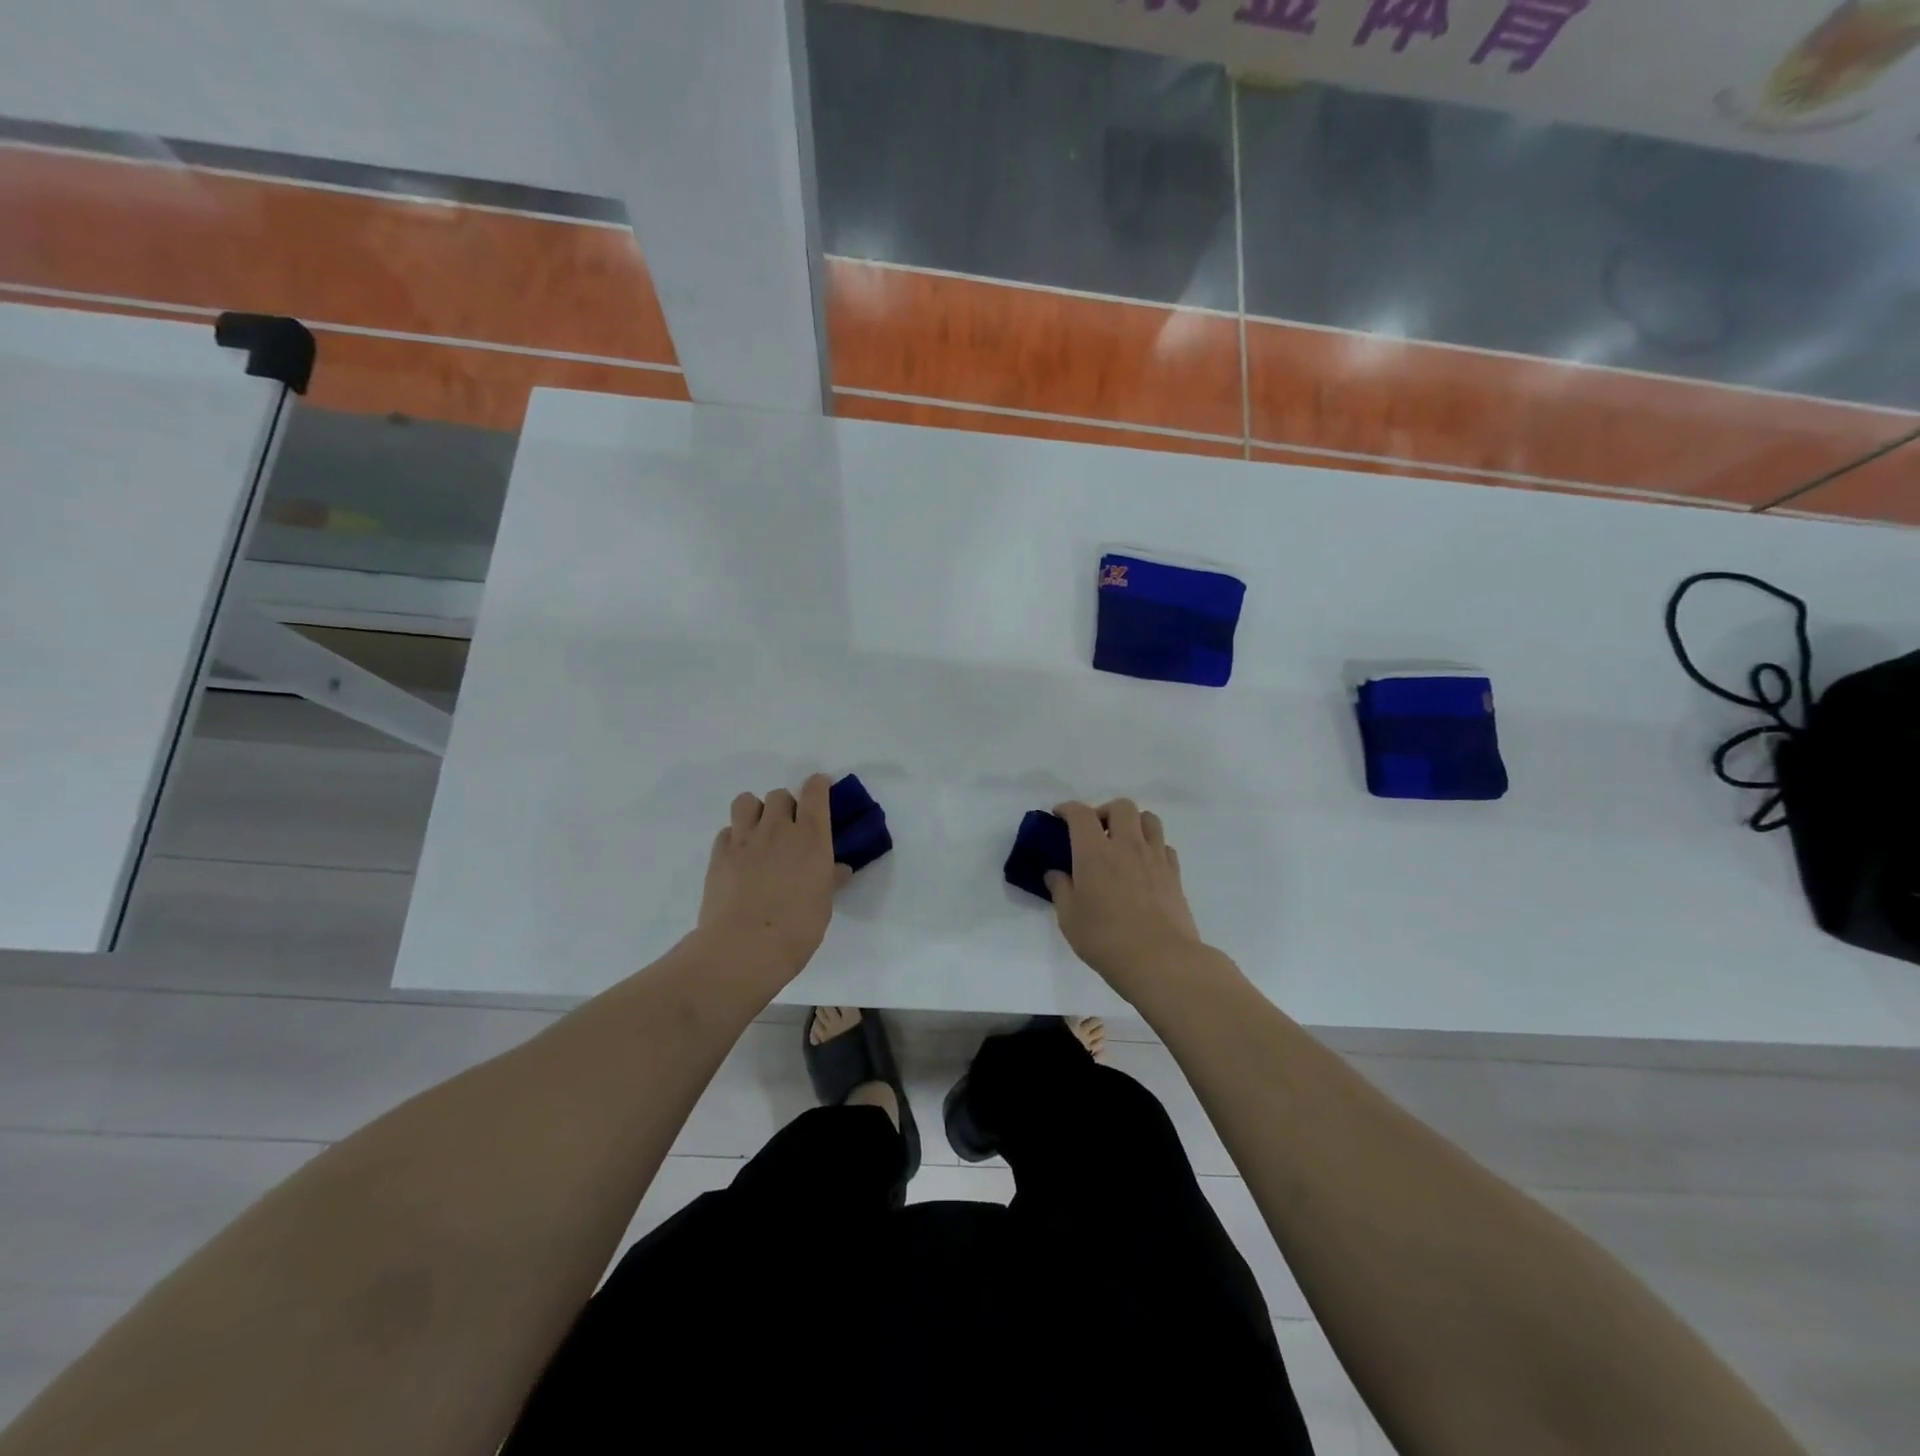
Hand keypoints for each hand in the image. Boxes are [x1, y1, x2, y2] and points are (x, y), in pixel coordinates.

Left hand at [697, 774, 848, 981]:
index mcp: (811, 837)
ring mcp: (745, 839)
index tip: (820, 789)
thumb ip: (829, 879)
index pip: (815, 792)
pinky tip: (740, 858)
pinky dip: (735, 838)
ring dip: (756, 811)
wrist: (744, 948)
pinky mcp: (719, 854)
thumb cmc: (797, 929)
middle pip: (779, 795)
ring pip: (747, 801)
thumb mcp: (823, 904)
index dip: (818, 786)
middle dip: (786, 806)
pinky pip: (727, 831)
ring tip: (759, 833)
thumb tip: (838, 869)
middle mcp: (778, 828)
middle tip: (789, 829)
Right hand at [1048, 799, 1204, 990]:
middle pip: (1121, 806)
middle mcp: (1126, 845)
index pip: (1080, 814)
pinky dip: (1152, 846)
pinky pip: (1164, 845)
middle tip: (1096, 832)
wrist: (1161, 960)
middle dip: (1105, 811)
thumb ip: (1060, 890)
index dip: (1068, 808)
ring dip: (1133, 823)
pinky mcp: (1174, 873)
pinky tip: (1144, 865)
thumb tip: (1055, 874)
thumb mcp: (1069, 918)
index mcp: (1094, 852)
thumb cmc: (1106, 939)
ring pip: (1149, 819)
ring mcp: (1154, 857)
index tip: (1059, 815)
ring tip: (1123, 842)